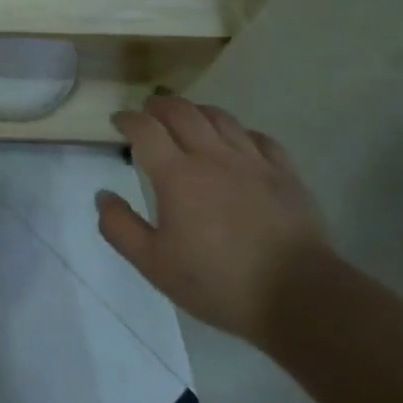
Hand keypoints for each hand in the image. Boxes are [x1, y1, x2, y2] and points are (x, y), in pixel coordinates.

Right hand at [96, 96, 331, 344]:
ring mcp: (252, 161)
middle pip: (182, 111)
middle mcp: (212, 156)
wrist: (298, 297)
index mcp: (176, 175)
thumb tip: (103, 196)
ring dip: (197, 111)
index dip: (128, 119)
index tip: (118, 122)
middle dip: (159, 106)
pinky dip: (240, 132)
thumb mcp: (154, 265)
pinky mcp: (284, 173)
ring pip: (220, 118)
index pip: (145, 129)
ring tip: (188, 119)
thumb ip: (120, 227)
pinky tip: (237, 143)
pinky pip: (259, 138)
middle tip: (148, 111)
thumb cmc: (218, 282)